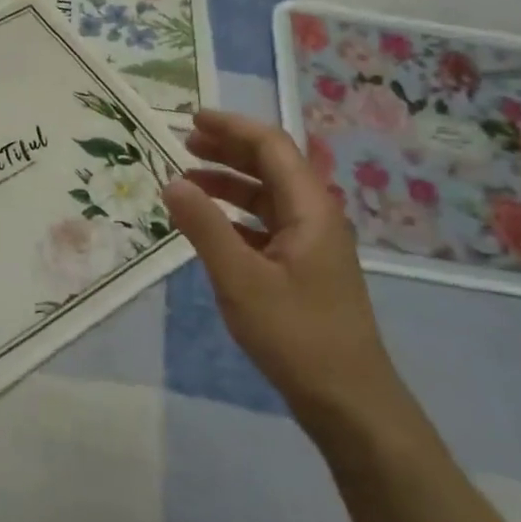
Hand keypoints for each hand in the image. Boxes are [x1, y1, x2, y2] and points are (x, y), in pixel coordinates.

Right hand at [160, 111, 405, 430]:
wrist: (348, 401)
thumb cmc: (295, 334)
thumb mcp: (240, 279)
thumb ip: (204, 227)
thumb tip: (171, 182)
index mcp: (310, 210)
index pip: (271, 147)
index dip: (232, 128)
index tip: (191, 120)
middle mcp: (315, 217)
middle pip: (271, 167)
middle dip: (228, 150)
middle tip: (183, 144)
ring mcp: (311, 244)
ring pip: (267, 197)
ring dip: (228, 183)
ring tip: (186, 181)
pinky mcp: (303, 269)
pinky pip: (265, 225)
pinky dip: (235, 216)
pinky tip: (208, 226)